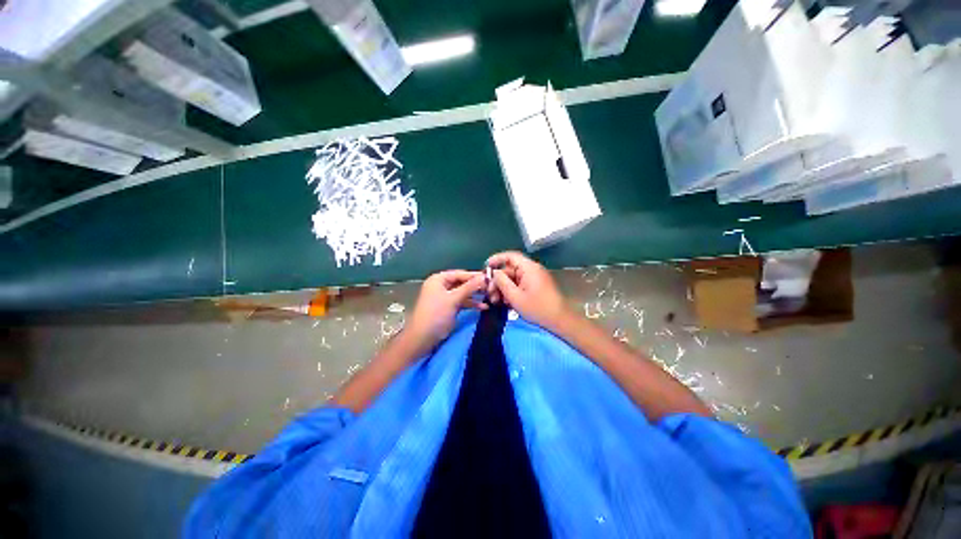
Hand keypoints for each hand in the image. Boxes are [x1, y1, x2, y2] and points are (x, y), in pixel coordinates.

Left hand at [402, 270, 487, 357]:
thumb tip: (484, 277)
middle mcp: (441, 285)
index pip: (460, 274)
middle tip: (492, 288)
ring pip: (463, 293)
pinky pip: (462, 302)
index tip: (491, 277)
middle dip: (476, 286)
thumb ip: (469, 287)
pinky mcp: (448, 308)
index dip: (475, 276)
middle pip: (462, 283)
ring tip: (491, 297)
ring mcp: (445, 297)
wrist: (422, 339)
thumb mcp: (453, 299)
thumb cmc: (435, 315)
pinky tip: (484, 307)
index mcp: (438, 279)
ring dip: (475, 296)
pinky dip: (471, 304)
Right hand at [486, 251, 570, 330]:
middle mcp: (532, 270)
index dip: (496, 259)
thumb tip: (494, 273)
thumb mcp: (515, 296)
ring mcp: (534, 278)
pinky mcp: (536, 286)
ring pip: (513, 279)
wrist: (560, 320)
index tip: (486, 267)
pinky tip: (506, 303)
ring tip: (496, 301)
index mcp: (528, 268)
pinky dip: (512, 292)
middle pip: (510, 270)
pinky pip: (520, 285)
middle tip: (490, 294)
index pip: (510, 256)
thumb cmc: (537, 308)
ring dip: (503, 288)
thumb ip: (502, 282)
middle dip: (498, 281)